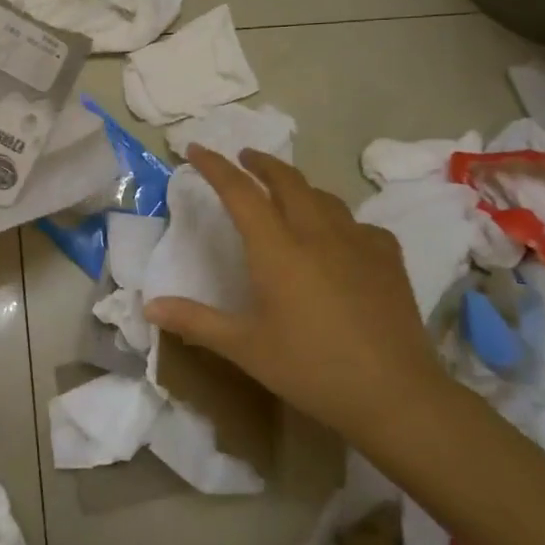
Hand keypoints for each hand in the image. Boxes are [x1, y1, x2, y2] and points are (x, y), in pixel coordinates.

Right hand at [144, 148, 445, 430]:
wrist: (395, 394)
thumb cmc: (311, 369)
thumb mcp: (246, 348)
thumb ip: (196, 322)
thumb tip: (149, 306)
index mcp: (277, 249)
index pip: (240, 192)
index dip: (215, 167)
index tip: (196, 149)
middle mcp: (317, 233)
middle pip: (287, 180)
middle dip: (261, 163)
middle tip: (244, 158)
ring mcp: (358, 242)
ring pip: (324, 197)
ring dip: (298, 187)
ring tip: (286, 193)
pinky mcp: (388, 259)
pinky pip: (359, 224)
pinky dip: (338, 220)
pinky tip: (339, 237)